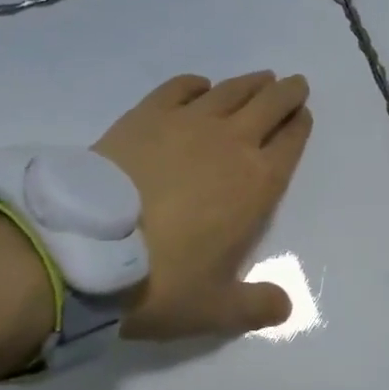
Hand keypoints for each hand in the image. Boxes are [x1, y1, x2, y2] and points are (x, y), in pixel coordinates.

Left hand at [92, 72, 311, 339]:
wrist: (86, 250)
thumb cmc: (161, 281)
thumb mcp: (215, 309)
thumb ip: (256, 307)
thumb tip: (286, 308)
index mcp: (257, 184)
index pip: (290, 143)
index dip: (300, 126)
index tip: (303, 116)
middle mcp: (231, 143)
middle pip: (270, 104)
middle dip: (287, 93)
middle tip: (294, 85)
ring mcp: (187, 123)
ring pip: (231, 91)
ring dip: (251, 83)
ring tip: (260, 80)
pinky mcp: (146, 115)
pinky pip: (180, 88)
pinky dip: (196, 84)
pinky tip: (200, 87)